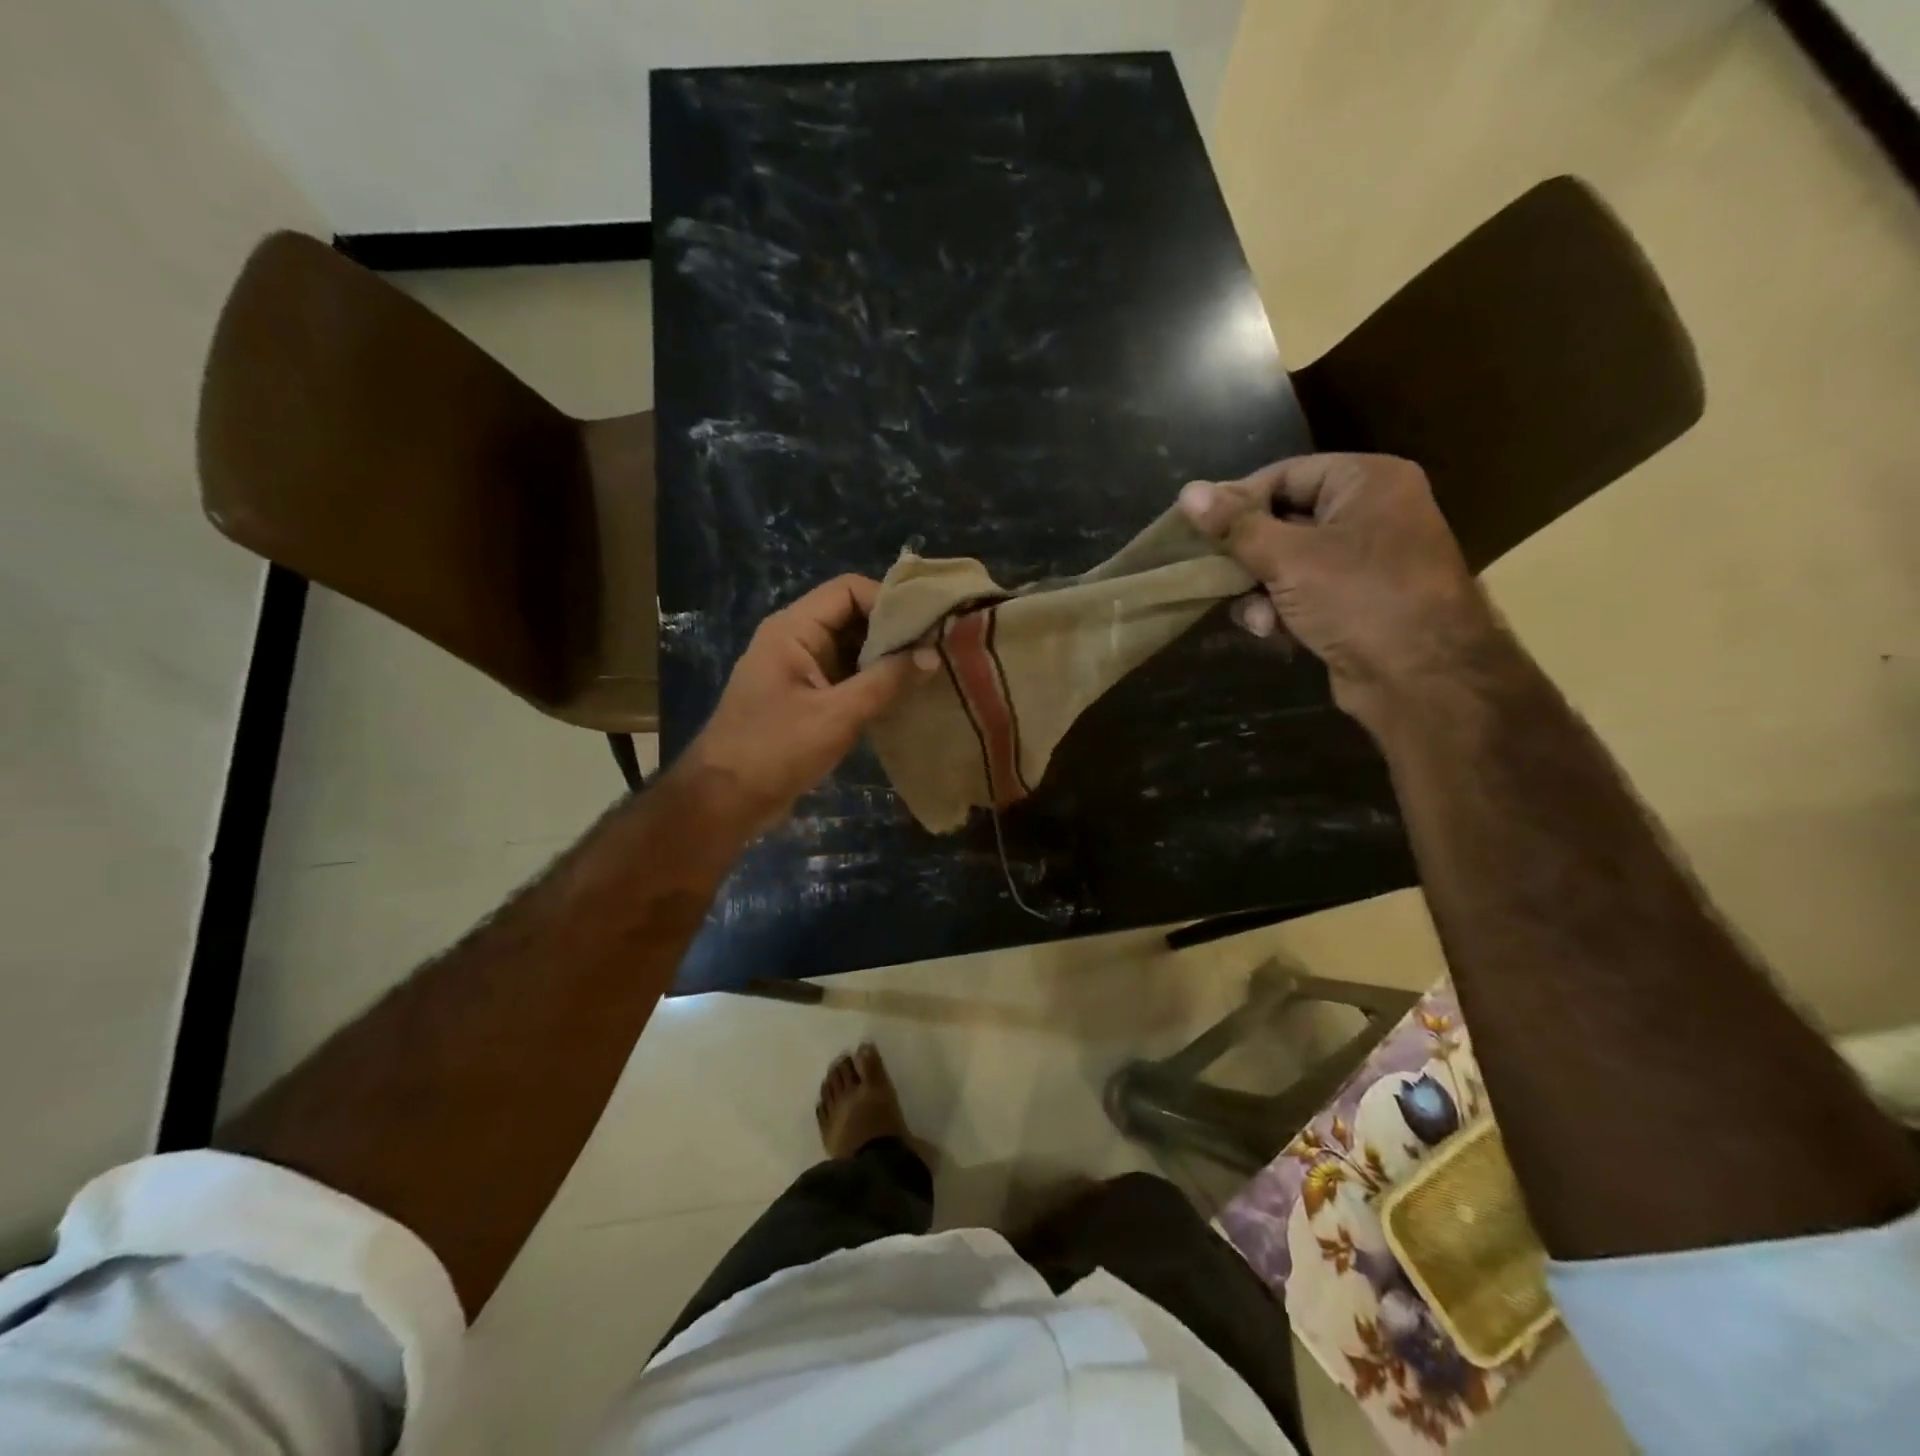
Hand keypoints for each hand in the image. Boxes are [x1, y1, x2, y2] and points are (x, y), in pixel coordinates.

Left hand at [678, 575, 935, 835]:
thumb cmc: (775, 751)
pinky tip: (903, 696)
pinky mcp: (805, 698)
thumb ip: (886, 682)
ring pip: (851, 648)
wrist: (724, 800)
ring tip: (928, 672)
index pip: (849, 590)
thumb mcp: (837, 716)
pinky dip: (872, 681)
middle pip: (852, 616)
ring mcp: (799, 669)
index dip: (890, 601)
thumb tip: (932, 654)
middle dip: (893, 631)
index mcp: (793, 629)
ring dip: (886, 658)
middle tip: (937, 649)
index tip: (928, 625)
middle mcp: (795, 639)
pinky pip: (845, 676)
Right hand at [1178, 455, 1501, 726]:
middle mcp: (1371, 513)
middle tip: (1214, 573)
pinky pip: (1303, 592)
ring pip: (1287, 562)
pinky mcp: (1356, 601)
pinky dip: (1281, 609)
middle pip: (1284, 520)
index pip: (1285, 474)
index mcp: (1367, 482)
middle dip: (1249, 555)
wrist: (1420, 677)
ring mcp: (1366, 560)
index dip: (1239, 500)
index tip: (1197, 528)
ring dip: (1260, 589)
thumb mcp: (1289, 558)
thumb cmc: (1358, 598)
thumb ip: (1236, 526)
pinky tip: (1270, 630)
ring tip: (1254, 614)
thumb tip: (1188, 492)